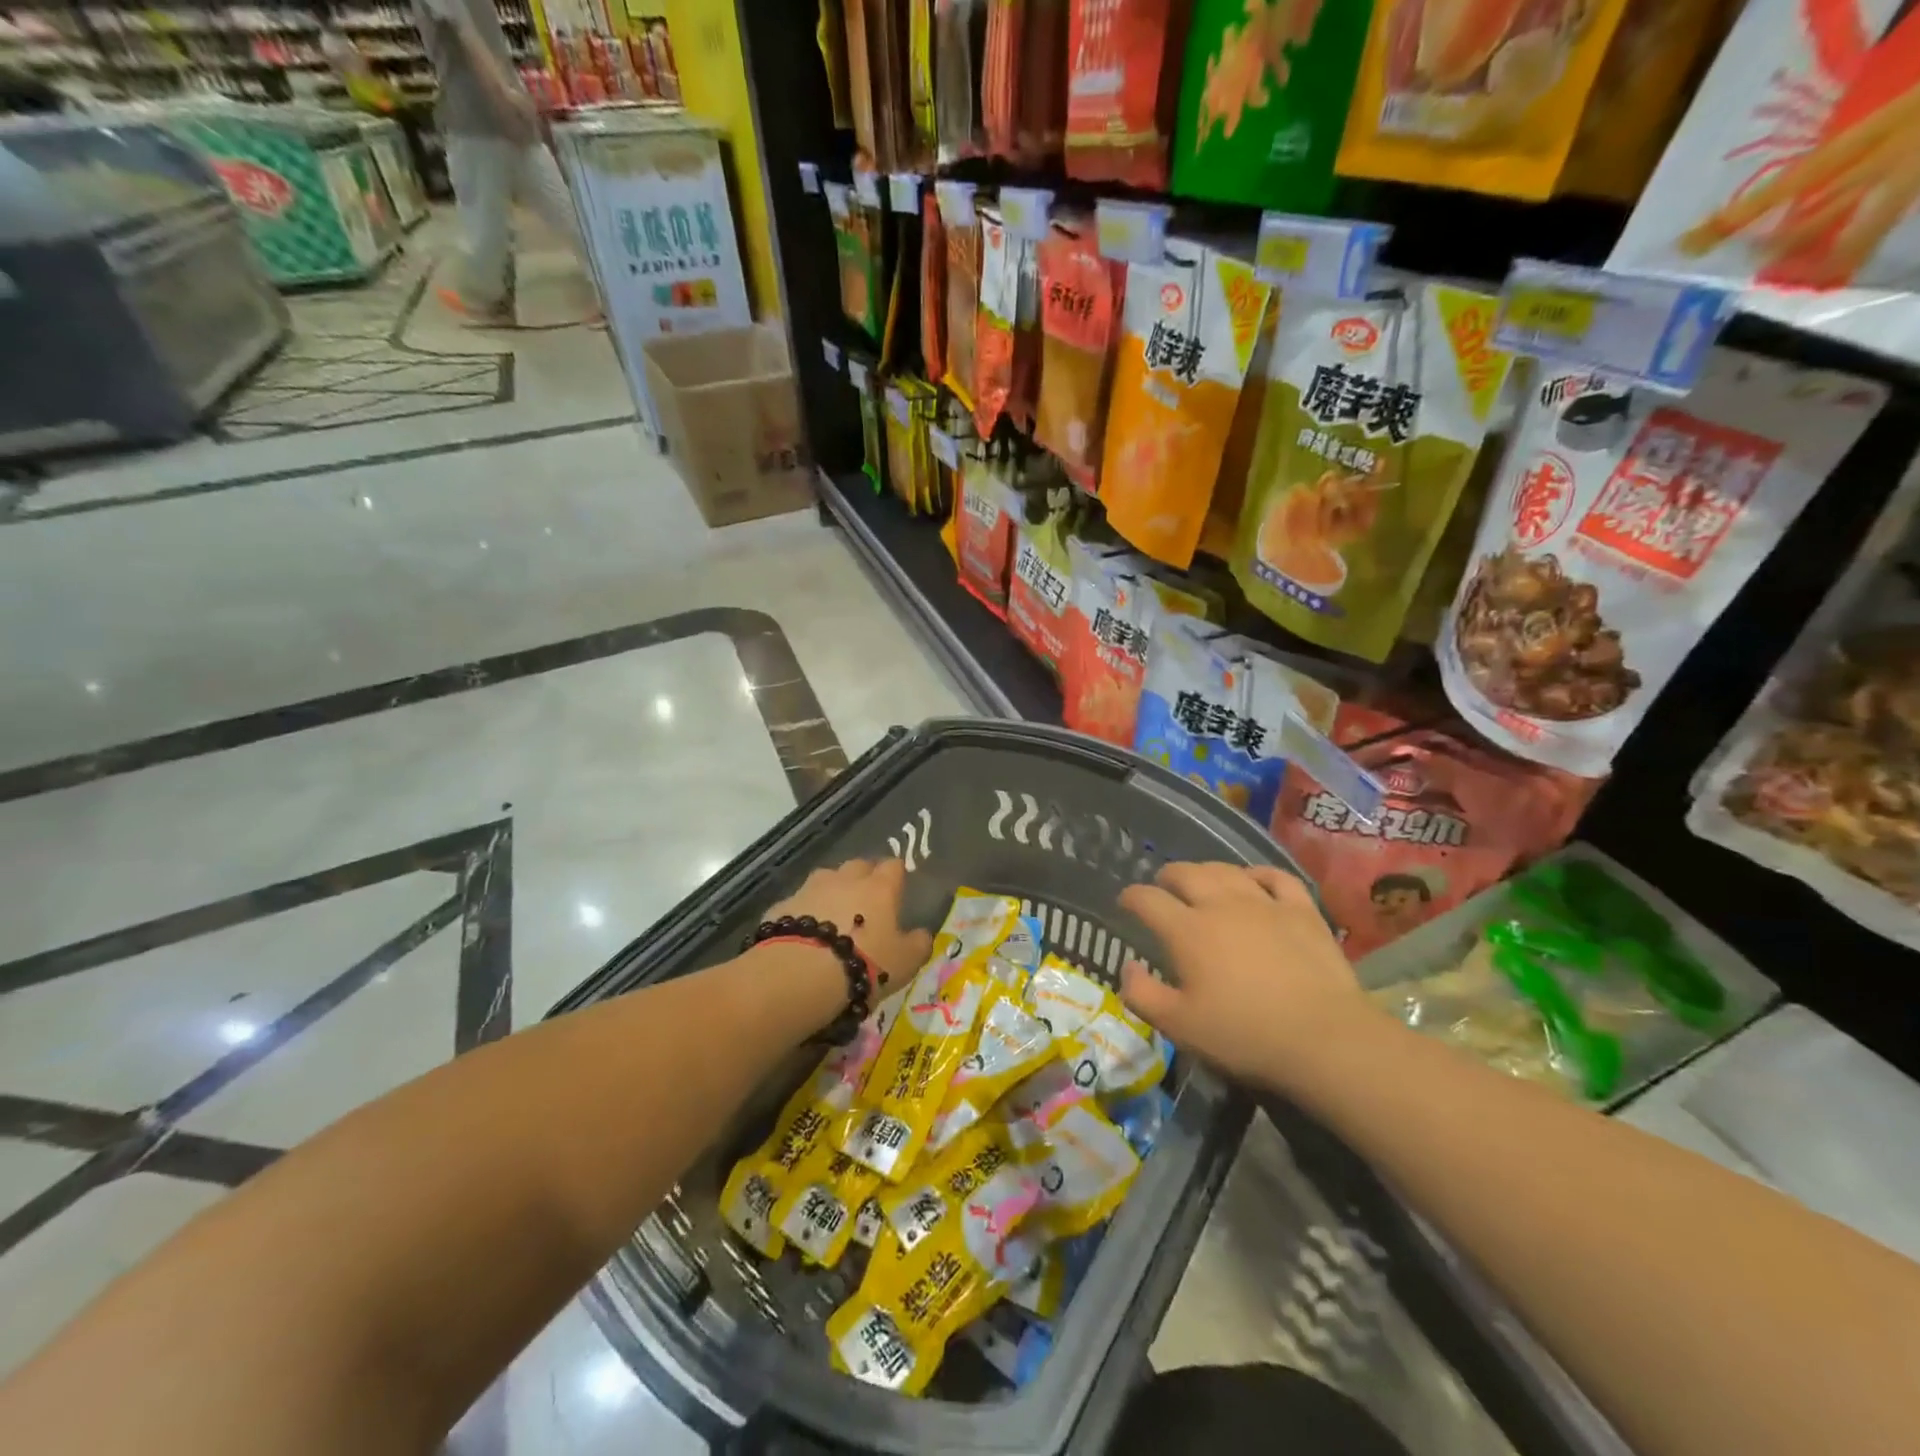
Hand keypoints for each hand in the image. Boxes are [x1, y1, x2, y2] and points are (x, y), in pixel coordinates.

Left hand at [765, 858, 930, 994]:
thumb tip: (923, 934)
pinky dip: (805, 911)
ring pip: (826, 878)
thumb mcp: (905, 963)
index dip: (896, 875)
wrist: (800, 973)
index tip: (897, 888)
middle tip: (866, 901)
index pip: (893, 866)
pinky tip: (804, 933)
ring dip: (832, 890)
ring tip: (833, 915)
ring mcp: (811, 888)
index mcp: (880, 888)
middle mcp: (846, 879)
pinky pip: (799, 902)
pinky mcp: (783, 905)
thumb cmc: (864, 965)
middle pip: (858, 866)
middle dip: (863, 877)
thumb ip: (918, 944)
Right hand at [1118, 863, 1373, 1088]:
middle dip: (1167, 876)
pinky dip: (1259, 873)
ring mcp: (1264, 903)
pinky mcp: (1301, 910)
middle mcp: (1220, 904)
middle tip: (1162, 887)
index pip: (1147, 899)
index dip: (1131, 897)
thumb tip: (1127, 967)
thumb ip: (1142, 995)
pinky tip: (1254, 880)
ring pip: (1226, 870)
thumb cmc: (1244, 1035)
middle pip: (1185, 873)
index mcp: (1186, 930)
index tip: (1125, 903)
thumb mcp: (1180, 1026)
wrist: (1324, 1038)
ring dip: (1206, 871)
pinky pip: (1276, 877)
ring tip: (1201, 880)